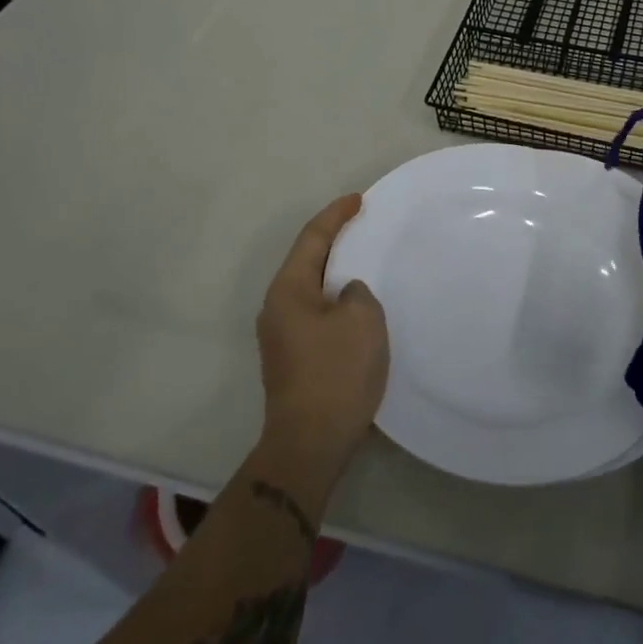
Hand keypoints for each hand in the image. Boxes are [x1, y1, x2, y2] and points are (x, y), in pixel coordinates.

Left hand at [255, 194, 388, 490]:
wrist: (310, 444)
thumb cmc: (336, 373)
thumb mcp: (362, 319)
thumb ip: (357, 292)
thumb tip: (346, 295)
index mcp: (288, 290)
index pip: (312, 238)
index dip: (336, 215)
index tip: (358, 199)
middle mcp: (277, 308)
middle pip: (308, 261)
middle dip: (335, 242)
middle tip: (363, 227)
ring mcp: (281, 336)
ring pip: (312, 290)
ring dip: (337, 274)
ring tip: (366, 263)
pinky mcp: (292, 360)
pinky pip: (317, 314)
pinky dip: (337, 301)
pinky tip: (358, 309)